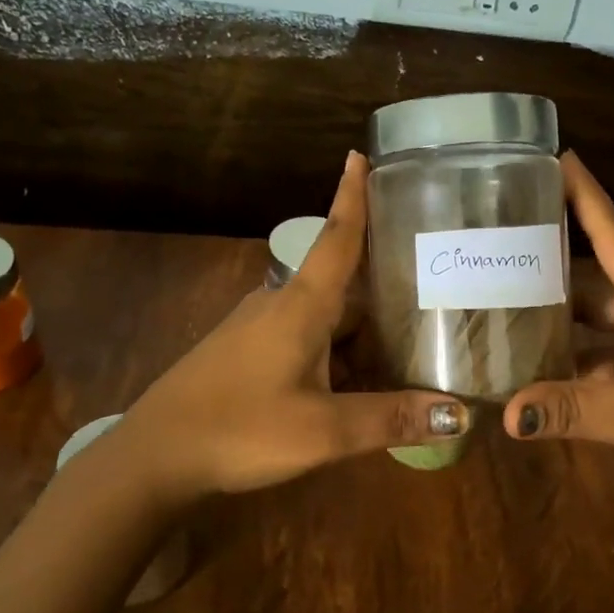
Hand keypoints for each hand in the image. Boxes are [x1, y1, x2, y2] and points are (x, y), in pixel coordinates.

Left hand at [105, 153, 467, 503]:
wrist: (154, 457)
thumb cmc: (240, 430)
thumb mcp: (323, 430)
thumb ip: (390, 418)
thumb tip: (458, 414)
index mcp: (301, 306)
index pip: (337, 238)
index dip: (352, 196)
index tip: (361, 154)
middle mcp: (281, 307)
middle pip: (344, 287)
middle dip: (386, 291)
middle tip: (439, 293)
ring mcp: (260, 331)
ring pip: (327, 320)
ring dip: (364, 332)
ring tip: (414, 345)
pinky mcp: (248, 356)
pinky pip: (307, 343)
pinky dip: (339, 355)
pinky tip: (362, 384)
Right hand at [501, 153, 613, 517]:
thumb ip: (573, 410)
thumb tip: (506, 413)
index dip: (586, 197)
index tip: (557, 156)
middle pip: (595, 280)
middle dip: (551, 263)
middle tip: (496, 250)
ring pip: (595, 324)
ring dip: (557, 319)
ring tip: (501, 309)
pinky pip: (601, 361)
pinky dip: (571, 364)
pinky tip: (536, 373)